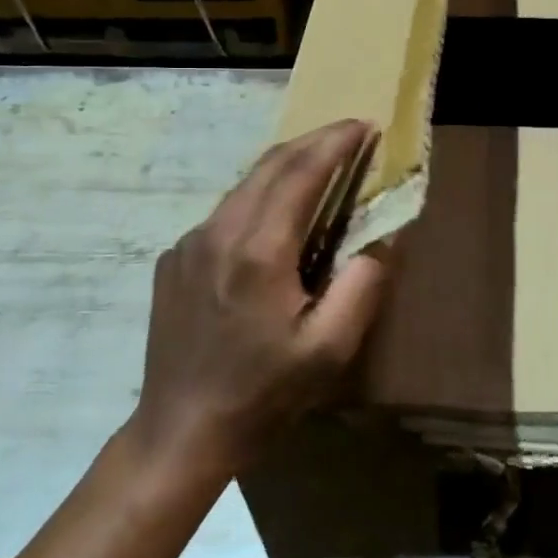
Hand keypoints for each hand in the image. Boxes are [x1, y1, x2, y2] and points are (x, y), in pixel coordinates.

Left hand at [126, 119, 391, 479]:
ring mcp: (190, 243)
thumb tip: (382, 238)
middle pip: (272, 164)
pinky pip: (226, 211)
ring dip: (287, 166)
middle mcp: (220, 231)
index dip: (337, 142)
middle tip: (351, 135)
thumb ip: (362, 286)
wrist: (179, 432)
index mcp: (259, 250)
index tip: (365, 124)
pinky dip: (260, 197)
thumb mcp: (328, 350)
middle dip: (315, 141)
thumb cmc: (261, 394)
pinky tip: (276, 219)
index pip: (303, 171)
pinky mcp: (175, 258)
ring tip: (321, 167)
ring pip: (246, 184)